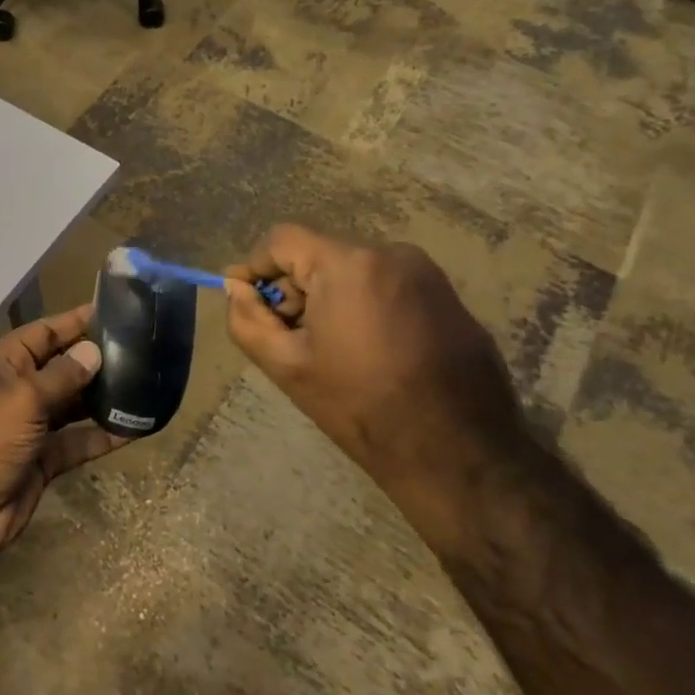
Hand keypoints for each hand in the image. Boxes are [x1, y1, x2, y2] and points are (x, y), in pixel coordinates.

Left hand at [0, 304, 124, 560]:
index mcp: (3, 363)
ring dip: (103, 397)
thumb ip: (62, 374)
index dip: (76, 321)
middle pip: (62, 366)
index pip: (45, 332)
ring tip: (145, 384)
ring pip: (73, 404)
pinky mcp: (42, 459)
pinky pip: (77, 441)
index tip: (115, 311)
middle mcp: (17, 389)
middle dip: (95, 359)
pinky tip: (136, 428)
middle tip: (142, 350)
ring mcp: (30, 426)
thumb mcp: (23, 397)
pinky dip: (102, 436)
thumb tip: (93, 350)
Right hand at [223, 225, 523, 498]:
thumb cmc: (361, 407)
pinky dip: (365, 306)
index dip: (255, 267)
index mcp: (348, 264)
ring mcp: (427, 274)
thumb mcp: (286, 366)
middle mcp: (391, 253)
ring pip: (354, 270)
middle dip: (294, 288)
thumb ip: (247, 319)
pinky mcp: (450, 297)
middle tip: (286, 335)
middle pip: (319, 254)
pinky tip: (368, 352)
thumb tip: (235, 288)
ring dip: (329, 298)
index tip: (247, 301)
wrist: (458, 454)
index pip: (282, 240)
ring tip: (328, 348)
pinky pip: (387, 286)